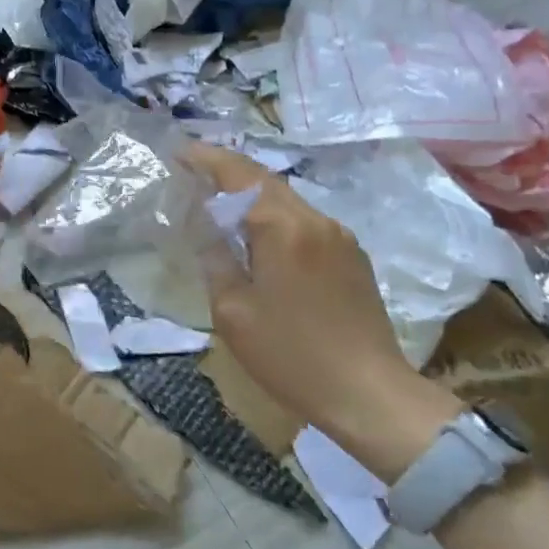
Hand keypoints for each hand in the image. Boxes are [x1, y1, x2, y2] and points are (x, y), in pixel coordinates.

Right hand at [189, 146, 458, 477]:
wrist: (371, 396)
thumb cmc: (291, 355)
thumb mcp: (232, 311)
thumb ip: (214, 258)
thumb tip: (204, 226)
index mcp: (283, 227)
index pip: (238, 174)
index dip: (205, 158)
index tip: (177, 153)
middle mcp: (315, 220)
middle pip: (265, 180)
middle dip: (227, 171)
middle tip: (193, 172)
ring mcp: (340, 237)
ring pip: (287, 199)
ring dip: (251, 195)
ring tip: (220, 204)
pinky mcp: (353, 257)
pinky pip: (305, 222)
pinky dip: (275, 217)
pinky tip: (260, 238)